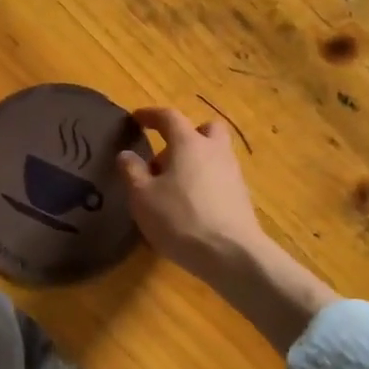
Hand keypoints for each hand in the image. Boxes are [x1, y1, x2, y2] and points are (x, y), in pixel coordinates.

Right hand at [116, 107, 266, 285]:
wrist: (231, 254)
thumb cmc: (180, 219)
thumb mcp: (142, 197)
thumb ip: (132, 171)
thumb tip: (126, 154)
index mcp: (189, 143)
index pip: (169, 117)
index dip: (150, 115)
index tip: (137, 119)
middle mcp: (215, 150)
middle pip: (204, 129)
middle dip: (185, 136)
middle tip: (166, 157)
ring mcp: (233, 173)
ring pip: (214, 154)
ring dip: (195, 161)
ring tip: (174, 188)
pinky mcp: (241, 196)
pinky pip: (220, 177)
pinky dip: (205, 182)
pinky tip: (192, 206)